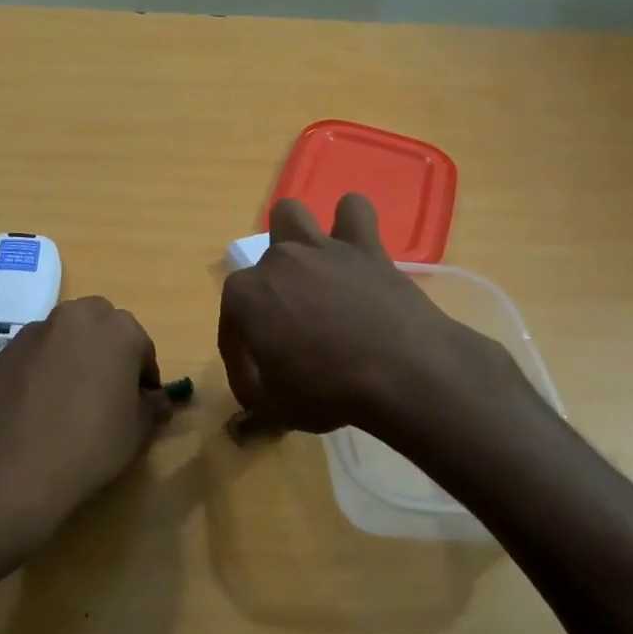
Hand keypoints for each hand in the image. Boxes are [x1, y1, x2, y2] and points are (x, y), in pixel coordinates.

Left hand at [0, 296, 172, 557]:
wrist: (5, 469)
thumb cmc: (86, 447)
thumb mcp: (135, 433)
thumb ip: (152, 407)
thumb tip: (156, 399)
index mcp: (118, 329)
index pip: (142, 349)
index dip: (144, 379)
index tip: (140, 406)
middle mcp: (77, 316)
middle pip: (103, 330)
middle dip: (109, 355)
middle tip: (107, 397)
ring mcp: (36, 330)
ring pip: (67, 338)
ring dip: (75, 359)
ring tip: (70, 403)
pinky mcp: (4, 349)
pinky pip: (37, 354)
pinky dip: (45, 370)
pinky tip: (39, 408)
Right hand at [218, 195, 541, 440]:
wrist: (401, 371)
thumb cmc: (328, 391)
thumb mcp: (281, 411)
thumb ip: (257, 410)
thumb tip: (244, 422)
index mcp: (244, 299)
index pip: (231, 331)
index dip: (242, 363)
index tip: (259, 390)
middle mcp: (275, 262)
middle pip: (258, 274)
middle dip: (266, 298)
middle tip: (288, 332)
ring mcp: (320, 248)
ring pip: (290, 215)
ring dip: (293, 237)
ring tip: (308, 270)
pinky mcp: (364, 246)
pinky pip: (353, 211)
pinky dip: (350, 224)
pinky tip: (353, 248)